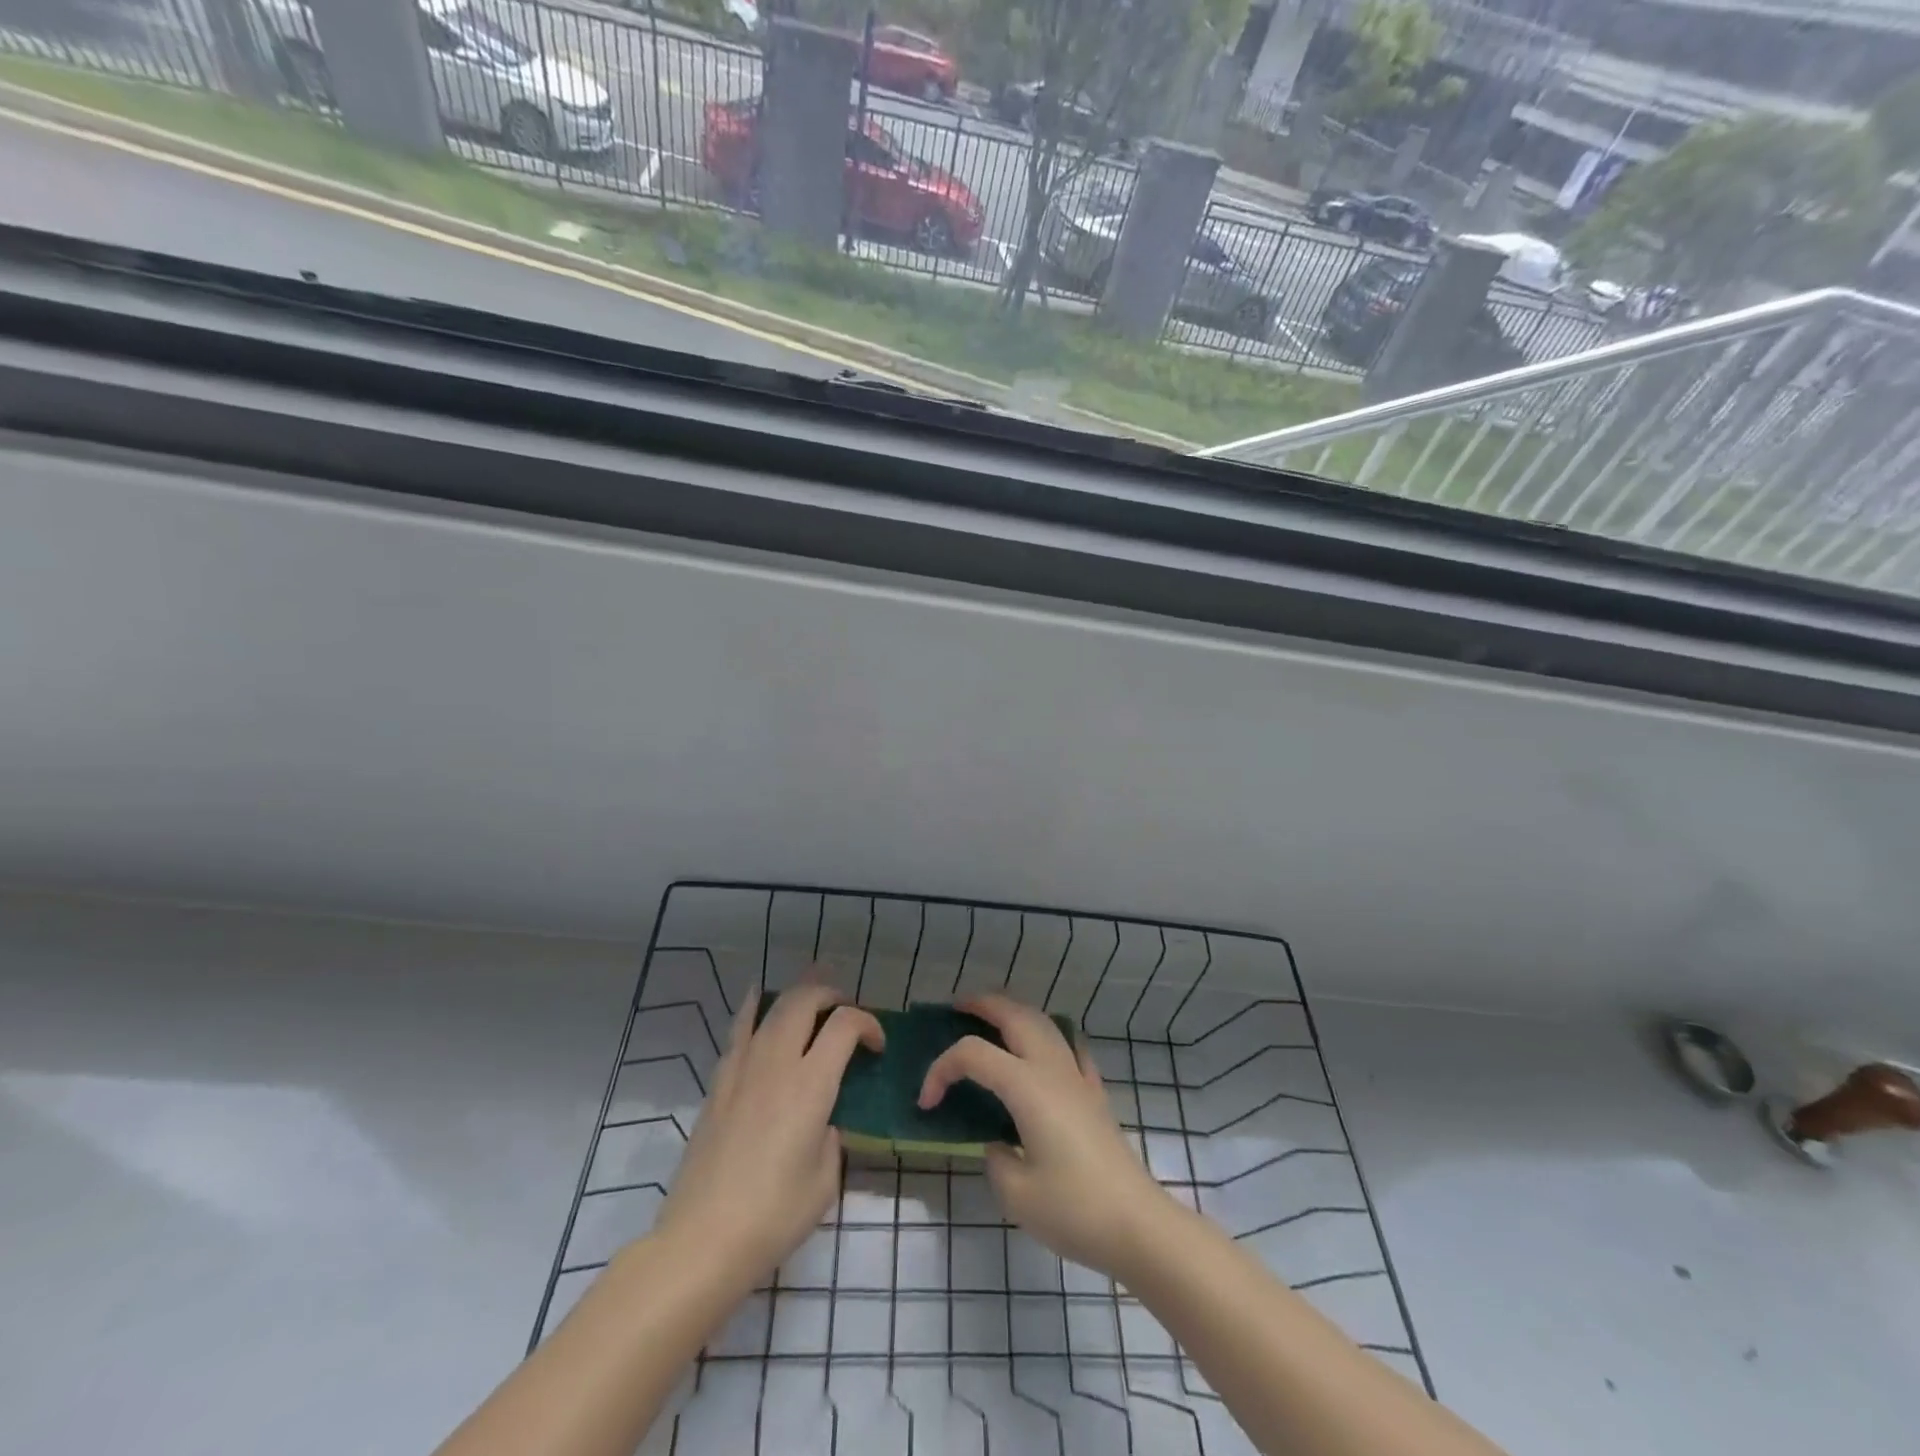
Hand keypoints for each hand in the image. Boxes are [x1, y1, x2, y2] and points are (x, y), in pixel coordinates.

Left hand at [653, 978, 882, 1290]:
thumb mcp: (826, 1179)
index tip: (877, 1046)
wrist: (702, 1240)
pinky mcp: (717, 1083)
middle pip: (805, 999)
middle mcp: (777, 1062)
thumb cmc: (774, 1216)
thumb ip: (833, 1137)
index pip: (845, 1024)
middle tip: (845, 1013)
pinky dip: (755, 1008)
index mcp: (811, 1084)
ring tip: (811, 999)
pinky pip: (739, 1028)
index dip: (869, 1024)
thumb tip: (824, 1120)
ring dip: (797, 995)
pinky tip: (759, 1003)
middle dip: (832, 995)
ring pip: (771, 1006)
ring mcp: (742, 1068)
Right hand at [918, 992, 1176, 1279]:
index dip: (941, 1069)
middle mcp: (1051, 1068)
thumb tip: (998, 1142)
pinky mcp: (1095, 1092)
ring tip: (992, 1018)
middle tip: (956, 1008)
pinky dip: (1050, 1035)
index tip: (926, 1103)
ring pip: (1043, 1022)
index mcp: (1026, 1086)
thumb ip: (995, 1158)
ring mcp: (1078, 1076)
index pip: (973, 1054)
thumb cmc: (1073, 1209)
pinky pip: (1070, 1046)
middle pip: (1014, 1015)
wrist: (1136, 1224)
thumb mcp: (1016, 1192)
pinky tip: (1045, 1047)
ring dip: (1014, 1011)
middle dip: (982, 1004)